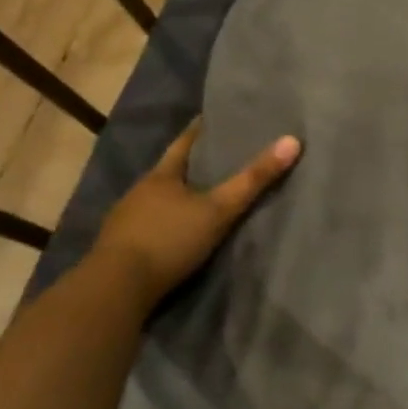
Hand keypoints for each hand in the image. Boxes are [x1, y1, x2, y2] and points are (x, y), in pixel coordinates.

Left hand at [91, 118, 300, 306]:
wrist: (114, 290)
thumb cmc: (168, 240)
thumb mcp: (219, 210)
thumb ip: (253, 179)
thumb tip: (293, 141)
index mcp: (160, 177)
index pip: (183, 144)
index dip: (199, 130)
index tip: (213, 117)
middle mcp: (139, 192)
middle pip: (169, 172)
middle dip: (191, 166)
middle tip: (218, 158)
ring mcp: (124, 222)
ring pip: (156, 201)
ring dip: (176, 199)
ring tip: (201, 197)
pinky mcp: (119, 250)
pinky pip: (147, 227)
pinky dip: (164, 225)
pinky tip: (176, 233)